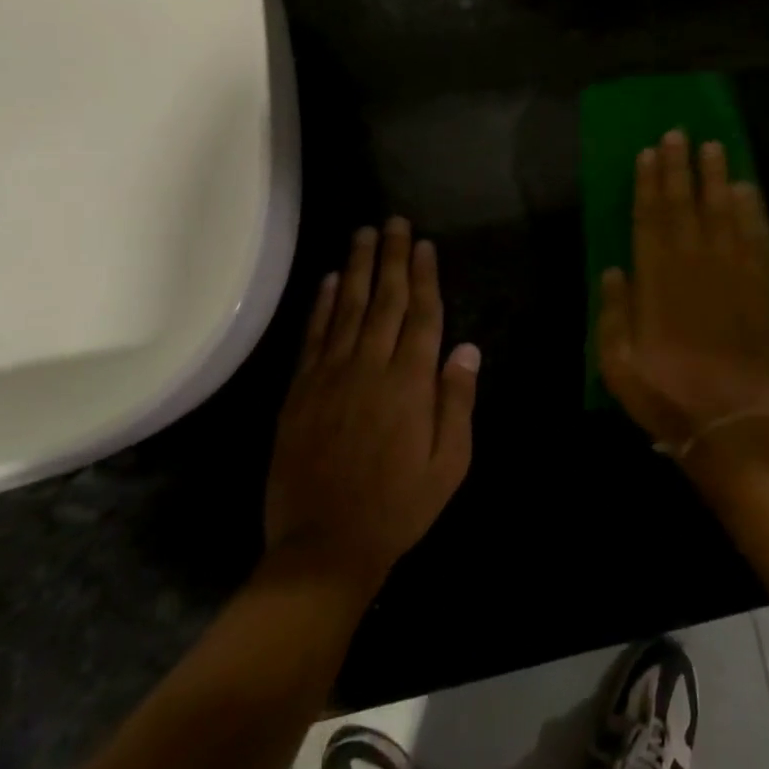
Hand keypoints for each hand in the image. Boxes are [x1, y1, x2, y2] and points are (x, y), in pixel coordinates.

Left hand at [263, 219, 480, 593]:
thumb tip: (467, 348)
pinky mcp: (300, 392)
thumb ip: (457, 401)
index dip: (424, 276)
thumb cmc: (400, 506)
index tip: (423, 245)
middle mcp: (371, 368)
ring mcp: (331, 377)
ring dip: (357, 268)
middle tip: (393, 222)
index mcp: (411, 383)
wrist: (325, 546)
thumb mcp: (450, 462)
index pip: (422, 315)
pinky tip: (329, 280)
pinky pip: (314, 337)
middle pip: (386, 300)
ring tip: (363, 234)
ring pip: (348, 309)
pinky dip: (322, 305)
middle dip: (391, 258)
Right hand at [597, 130, 768, 452]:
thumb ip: (614, 314)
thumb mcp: (618, 366)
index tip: (649, 153)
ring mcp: (732, 274)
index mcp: (657, 283)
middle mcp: (694, 267)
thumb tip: (614, 269)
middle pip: (685, 206)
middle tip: (680, 134)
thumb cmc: (668, 396)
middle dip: (680, 168)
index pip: (650, 219)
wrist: (732, 423)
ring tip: (714, 147)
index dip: (648, 183)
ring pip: (723, 214)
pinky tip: (748, 190)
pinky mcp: (762, 288)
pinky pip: (757, 239)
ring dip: (716, 178)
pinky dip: (752, 212)